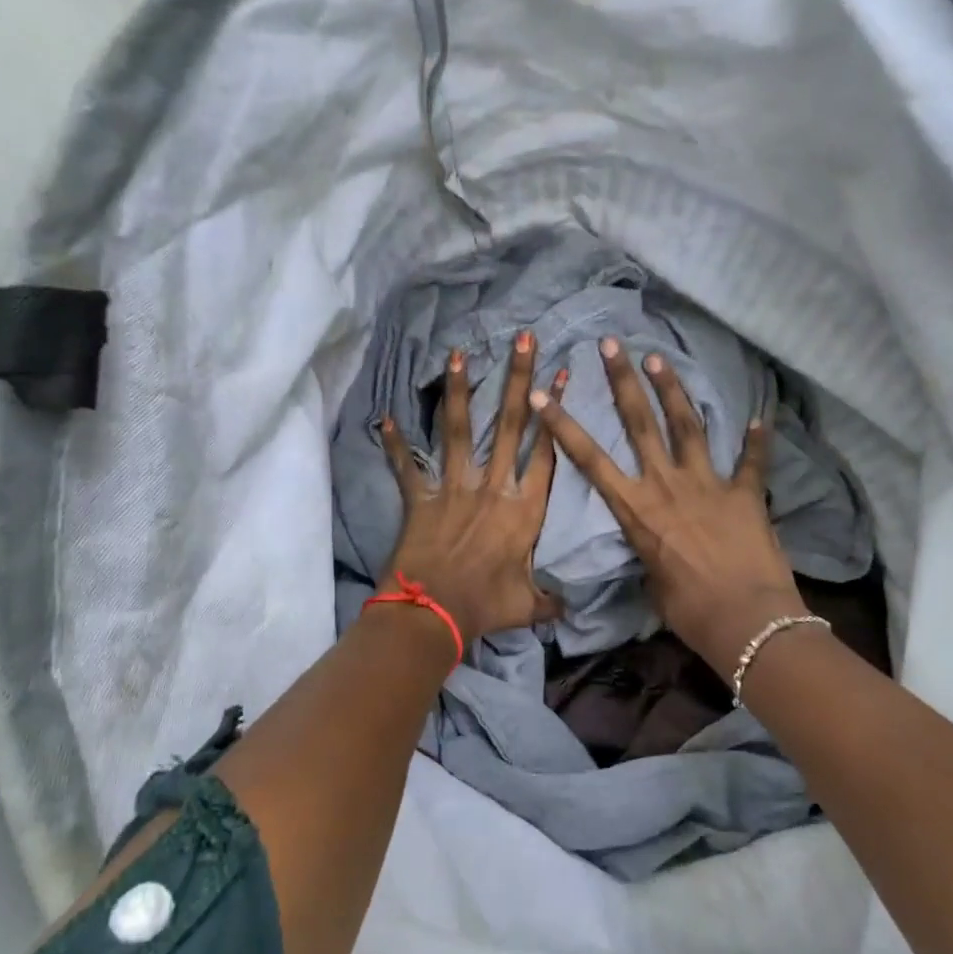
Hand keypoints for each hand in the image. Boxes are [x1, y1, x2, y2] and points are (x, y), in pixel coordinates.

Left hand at [378, 331, 565, 649]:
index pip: (545, 452)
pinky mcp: (421, 499)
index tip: (561, 375)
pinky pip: (407, 468)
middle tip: (524, 340)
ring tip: (460, 354)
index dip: (555, 412)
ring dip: (461, 392)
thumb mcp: (526, 605)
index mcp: (524, 510)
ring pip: (460, 432)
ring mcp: (455, 489)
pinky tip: (385, 417)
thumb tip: (567, 610)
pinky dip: (395, 445)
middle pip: (510, 426)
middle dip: (519, 380)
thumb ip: (548, 601)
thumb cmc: (485, 606)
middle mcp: (493, 488)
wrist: (434, 613)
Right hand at [530, 337, 807, 674]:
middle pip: (640, 424)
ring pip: (686, 426)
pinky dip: (756, 442)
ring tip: (659, 358)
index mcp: (637, 509)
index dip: (563, 427)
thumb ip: (650, 554)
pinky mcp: (745, 494)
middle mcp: (667, 486)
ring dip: (672, 390)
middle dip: (623, 381)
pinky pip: (752, 463)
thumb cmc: (689, 612)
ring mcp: (707, 484)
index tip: (542, 396)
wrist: (746, 621)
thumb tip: (655, 550)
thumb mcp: (653, 583)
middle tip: (612, 345)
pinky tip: (762, 419)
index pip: (590, 460)